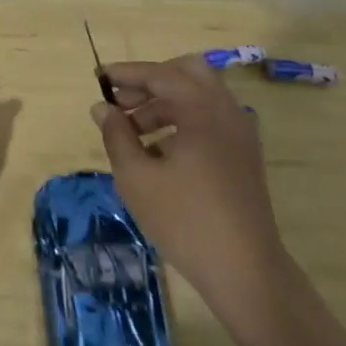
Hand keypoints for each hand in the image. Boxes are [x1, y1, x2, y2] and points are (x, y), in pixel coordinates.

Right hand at [91, 56, 287, 311]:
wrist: (246, 272)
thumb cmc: (185, 220)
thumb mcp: (137, 177)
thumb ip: (116, 135)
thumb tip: (102, 108)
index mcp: (201, 108)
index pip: (158, 73)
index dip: (125, 73)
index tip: (98, 77)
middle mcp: (226, 110)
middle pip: (186, 72)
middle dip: (151, 81)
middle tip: (122, 102)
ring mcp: (240, 132)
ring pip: (200, 95)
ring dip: (165, 102)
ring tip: (134, 132)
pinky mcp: (244, 154)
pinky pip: (211, 118)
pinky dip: (185, 119)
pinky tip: (161, 151)